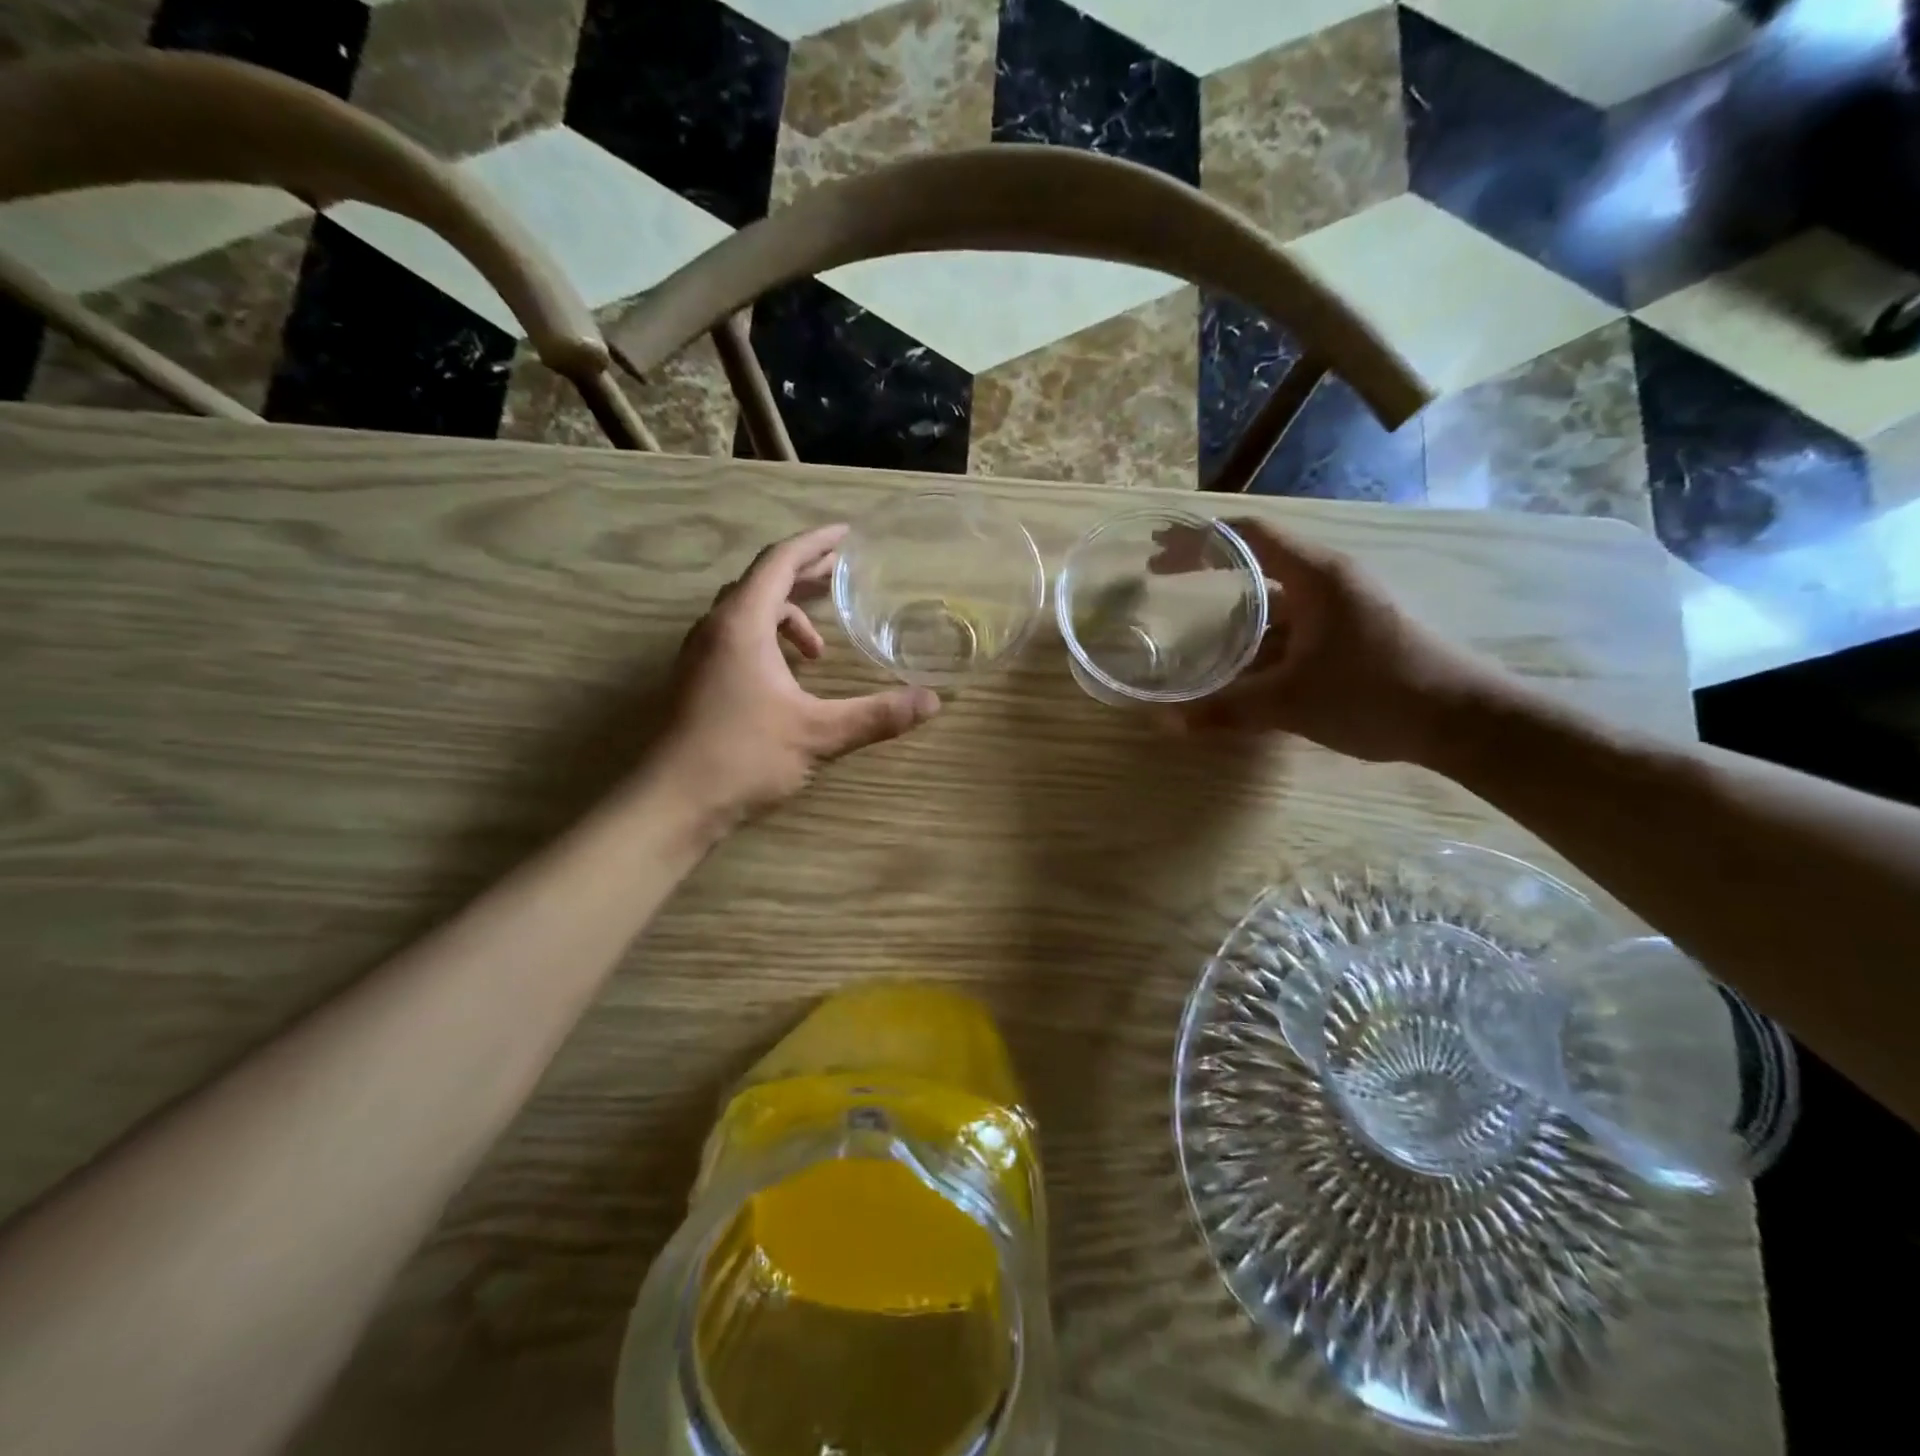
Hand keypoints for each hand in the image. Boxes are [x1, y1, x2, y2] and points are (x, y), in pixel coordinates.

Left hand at [648, 525, 940, 823]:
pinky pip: (735, 638)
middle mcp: (716, 629)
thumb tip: (932, 701)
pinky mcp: (696, 680)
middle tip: (841, 575)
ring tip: (819, 648)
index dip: (814, 544)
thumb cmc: (744, 757)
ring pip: (746, 612)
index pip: (779, 562)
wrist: (673, 802)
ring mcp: (701, 655)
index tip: (846, 535)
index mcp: (742, 624)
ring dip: (785, 615)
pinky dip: (767, 640)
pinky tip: (788, 677)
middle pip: (762, 581)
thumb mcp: (819, 734)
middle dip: (804, 575)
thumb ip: (877, 715)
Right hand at [1157, 518, 1512, 764]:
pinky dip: (1259, 640)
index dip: (1199, 539)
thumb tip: (1165, 723)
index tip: (1159, 552)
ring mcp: (1343, 607)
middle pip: (1257, 562)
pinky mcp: (1351, 633)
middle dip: (1208, 571)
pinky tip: (1236, 668)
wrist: (1464, 721)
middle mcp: (1329, 580)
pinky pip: (1292, 627)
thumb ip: (1227, 709)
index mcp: (1316, 575)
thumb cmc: (1376, 694)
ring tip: (1190, 632)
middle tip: (1163, 580)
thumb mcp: (1292, 703)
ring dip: (1233, 614)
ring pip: (1274, 601)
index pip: (1248, 535)